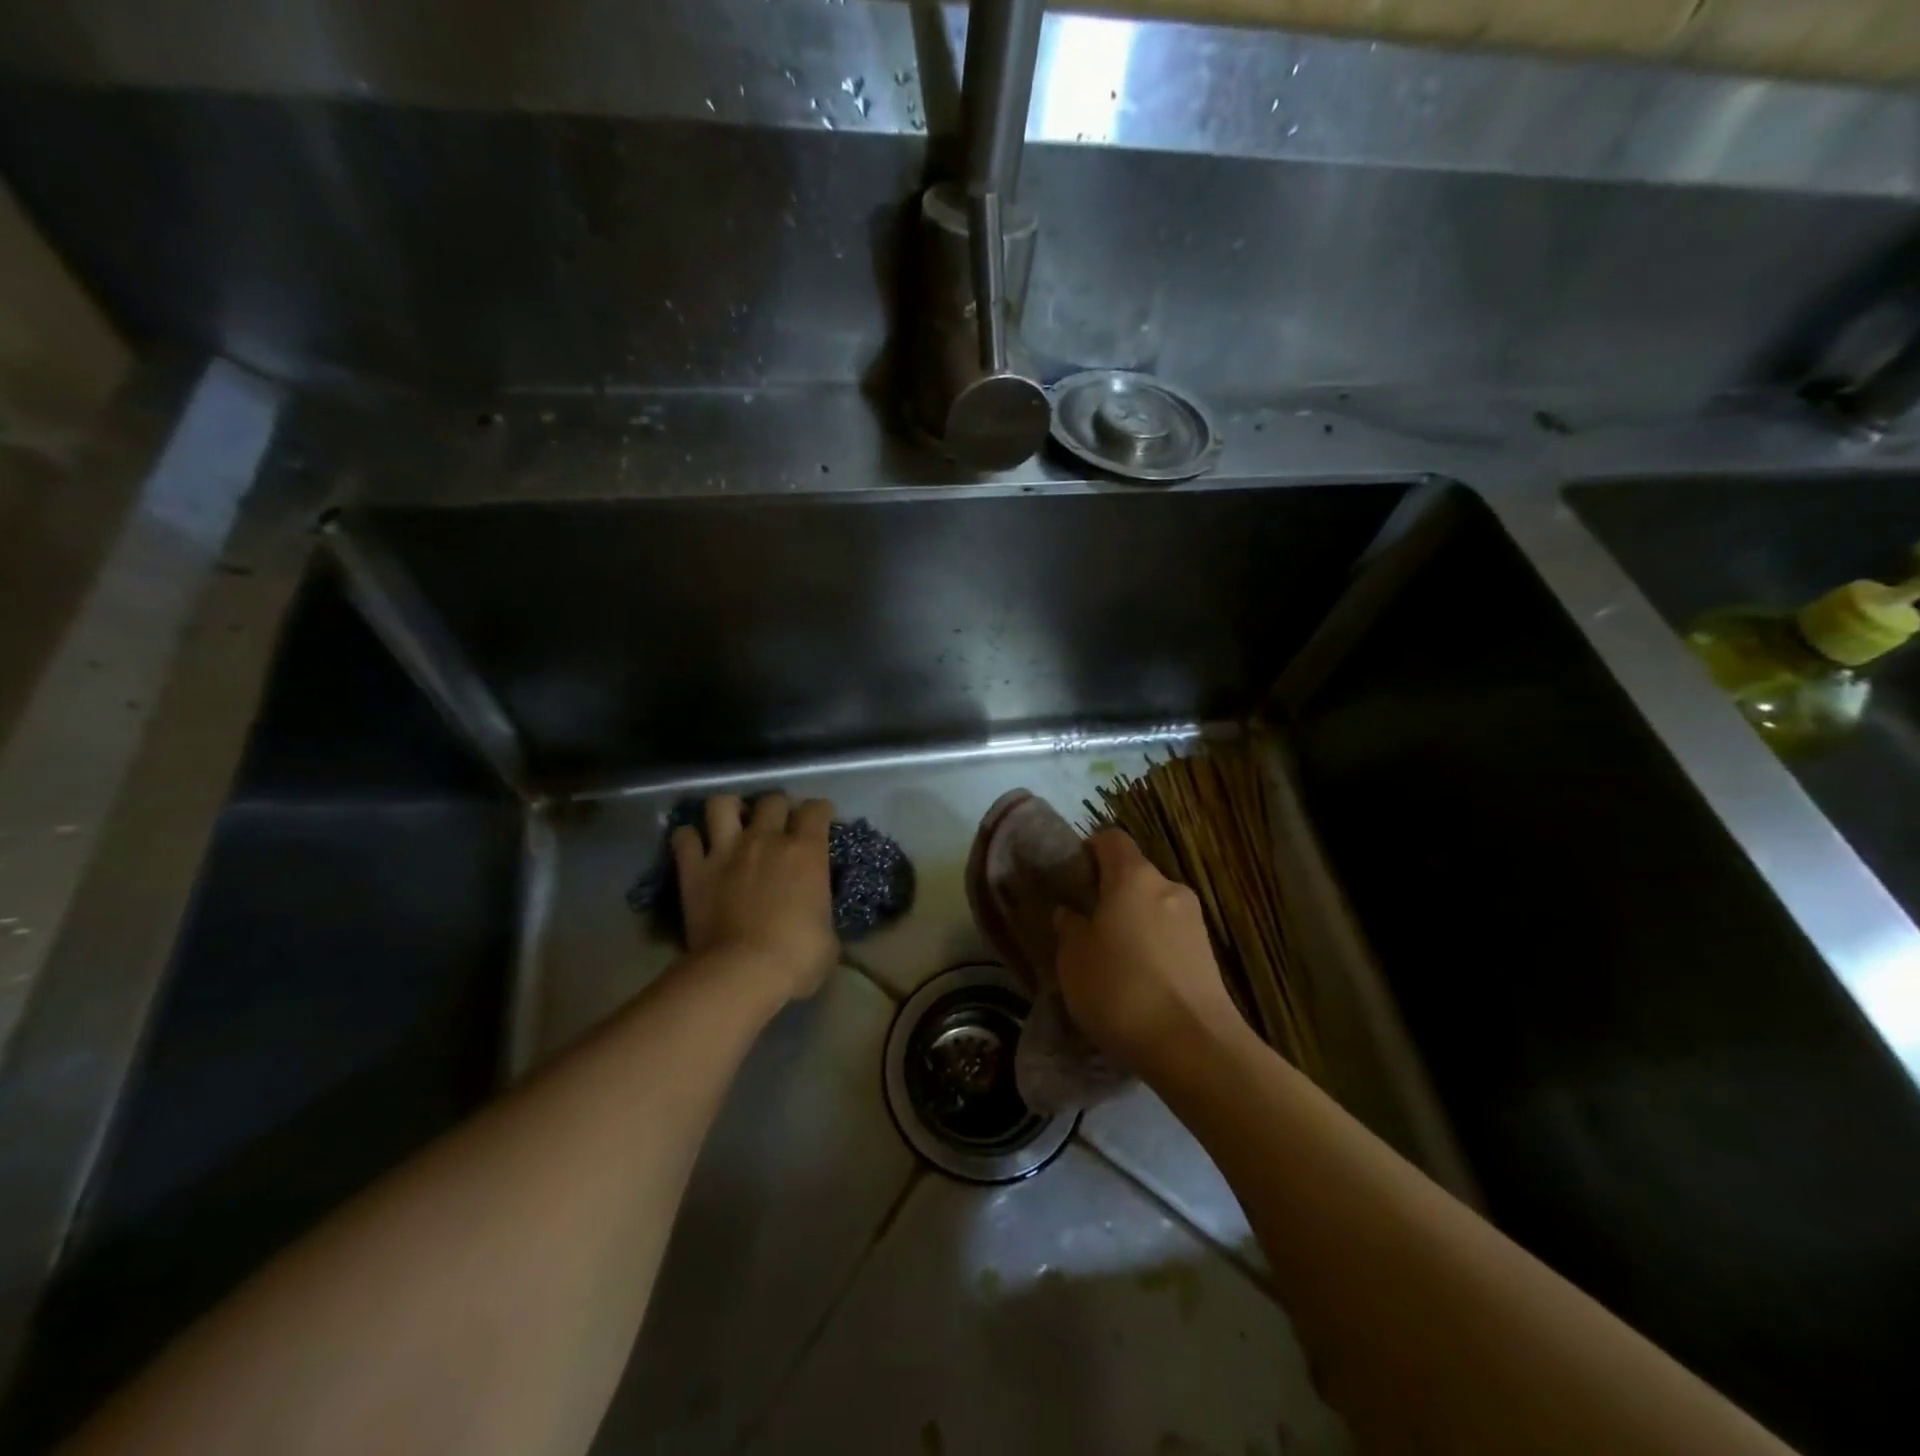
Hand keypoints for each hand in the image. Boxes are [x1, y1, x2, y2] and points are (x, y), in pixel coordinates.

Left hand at [672, 794, 838, 1003]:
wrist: (743, 972)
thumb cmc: (797, 957)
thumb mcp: (828, 934)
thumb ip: (822, 911)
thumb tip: (817, 914)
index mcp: (806, 851)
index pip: (816, 809)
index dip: (820, 812)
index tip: (820, 822)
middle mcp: (766, 839)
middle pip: (772, 800)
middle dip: (778, 808)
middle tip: (778, 826)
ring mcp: (726, 851)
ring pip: (721, 804)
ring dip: (729, 810)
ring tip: (733, 823)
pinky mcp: (694, 870)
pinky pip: (684, 838)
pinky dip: (689, 839)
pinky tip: (695, 848)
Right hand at [1053, 829, 1246, 1069]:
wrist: (1193, 1047)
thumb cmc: (1121, 990)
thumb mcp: (1074, 960)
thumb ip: (1069, 928)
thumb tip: (1071, 914)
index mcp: (1133, 877)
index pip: (1111, 839)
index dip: (1089, 850)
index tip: (1073, 878)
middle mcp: (1168, 887)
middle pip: (1134, 875)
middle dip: (1110, 894)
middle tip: (1087, 926)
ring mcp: (1194, 920)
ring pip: (1153, 907)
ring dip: (1133, 923)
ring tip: (1113, 960)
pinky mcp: (1208, 953)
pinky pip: (1170, 935)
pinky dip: (1153, 947)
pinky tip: (1140, 982)